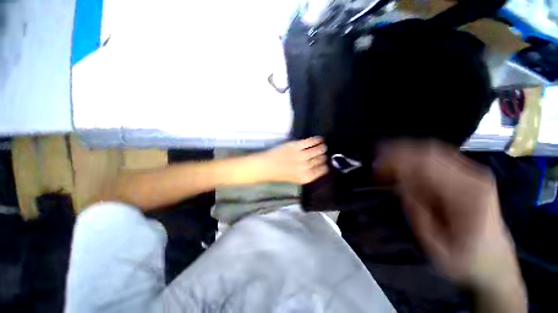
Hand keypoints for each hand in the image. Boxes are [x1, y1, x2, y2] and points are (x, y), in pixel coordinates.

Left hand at [258, 137, 328, 183]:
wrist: (267, 167)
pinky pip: (310, 142)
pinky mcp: (295, 146)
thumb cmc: (280, 174)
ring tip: (324, 146)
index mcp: (306, 177)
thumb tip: (320, 166)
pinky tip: (320, 139)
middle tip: (324, 154)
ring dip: (322, 148)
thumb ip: (309, 174)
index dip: (326, 166)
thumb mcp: (296, 179)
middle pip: (320, 160)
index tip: (326, 163)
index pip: (322, 170)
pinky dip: (316, 140)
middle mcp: (305, 167)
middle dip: (324, 157)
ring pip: (317, 150)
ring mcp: (301, 155)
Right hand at [375, 141, 519, 284]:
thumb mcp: (435, 245)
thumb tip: (400, 185)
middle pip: (429, 152)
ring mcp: (474, 173)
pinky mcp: (469, 174)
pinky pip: (438, 157)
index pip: (426, 165)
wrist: (494, 260)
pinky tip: (403, 164)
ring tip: (386, 159)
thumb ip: (418, 213)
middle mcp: (474, 177)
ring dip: (405, 152)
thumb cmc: (464, 259)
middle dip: (398, 153)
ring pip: (433, 150)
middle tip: (377, 160)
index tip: (376, 167)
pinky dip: (416, 157)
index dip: (397, 162)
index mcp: (468, 196)